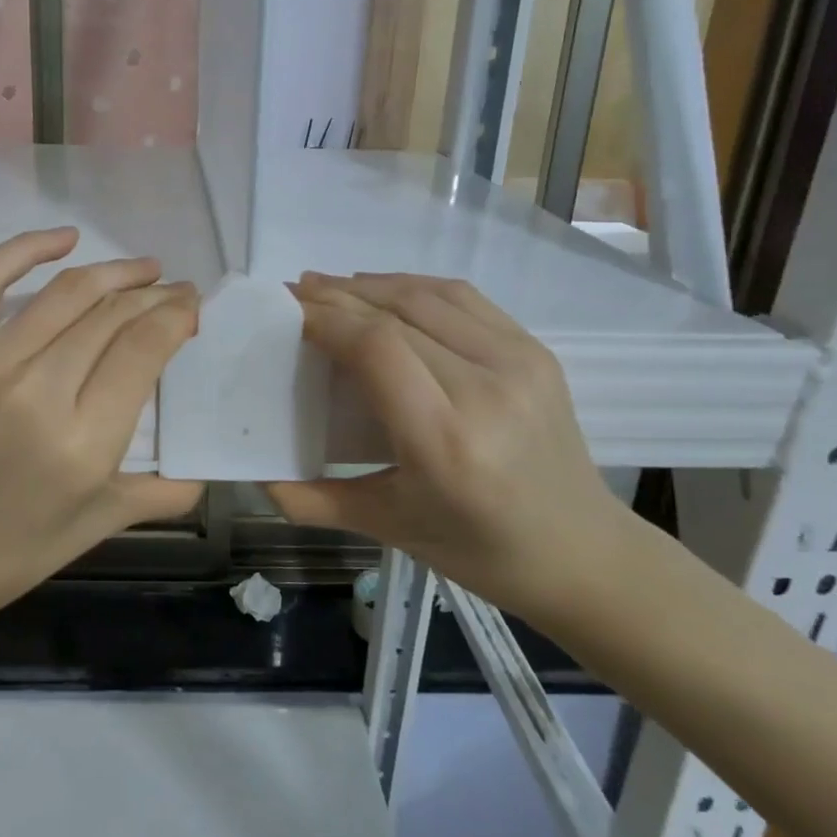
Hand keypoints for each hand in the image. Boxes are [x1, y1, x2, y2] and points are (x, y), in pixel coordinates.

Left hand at [0, 227, 202, 624]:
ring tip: (142, 269)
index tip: (191, 306)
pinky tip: (66, 238)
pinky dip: (26, 248)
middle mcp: (37, 392)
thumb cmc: (19, 546)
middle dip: (155, 294)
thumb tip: (206, 465)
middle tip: (175, 289)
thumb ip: (163, 490)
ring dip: (114, 271)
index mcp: (84, 441)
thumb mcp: (102, 521)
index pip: (145, 347)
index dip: (176, 314)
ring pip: (65, 293)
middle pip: (111, 314)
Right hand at [267, 273, 626, 620]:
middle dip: (336, 297)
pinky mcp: (536, 351)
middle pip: (396, 314)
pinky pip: (463, 299)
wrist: (582, 552)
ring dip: (370, 284)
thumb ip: (311, 500)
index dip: (324, 318)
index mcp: (444, 441)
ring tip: (329, 287)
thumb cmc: (477, 550)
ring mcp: (519, 363)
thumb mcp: (386, 527)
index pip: (375, 347)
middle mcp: (486, 390)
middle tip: (294, 293)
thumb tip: (254, 475)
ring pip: (427, 296)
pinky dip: (413, 286)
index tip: (285, 310)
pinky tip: (383, 291)